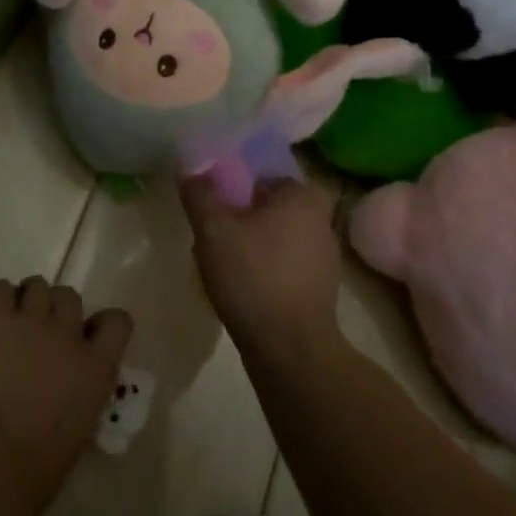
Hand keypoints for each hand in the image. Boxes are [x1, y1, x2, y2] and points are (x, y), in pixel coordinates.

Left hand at [0, 278, 132, 515]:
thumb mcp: (80, 428)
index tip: (84, 336)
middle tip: (36, 334)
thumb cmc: (38, 465)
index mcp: (98, 368)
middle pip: (69, 296)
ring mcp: (33, 320)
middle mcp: (69, 334)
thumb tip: (66, 385)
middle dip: (55, 310)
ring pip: (36, 285)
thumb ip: (80, 392)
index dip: (99, 323)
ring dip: (25, 301)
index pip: (117, 322)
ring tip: (9, 324)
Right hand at [181, 176, 341, 358]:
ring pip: (275, 234)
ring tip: (218, 256)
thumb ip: (199, 192)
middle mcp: (321, 219)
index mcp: (303, 195)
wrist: (290, 349)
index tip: (211, 194)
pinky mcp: (319, 288)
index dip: (234, 179)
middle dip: (241, 212)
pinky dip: (262, 266)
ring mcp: (325, 256)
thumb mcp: (212, 228)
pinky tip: (238, 282)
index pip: (264, 171)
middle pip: (269, 203)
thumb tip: (189, 166)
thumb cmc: (253, 275)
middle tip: (210, 224)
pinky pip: (283, 262)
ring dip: (250, 240)